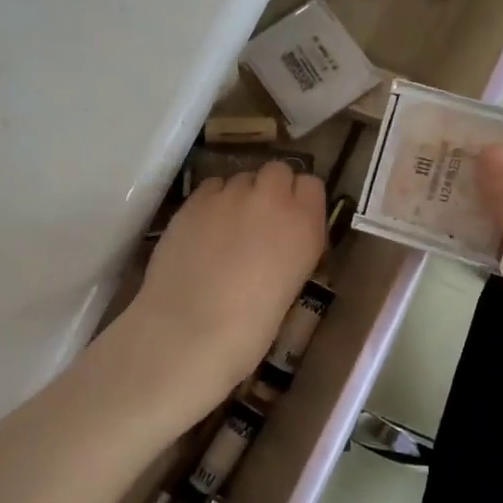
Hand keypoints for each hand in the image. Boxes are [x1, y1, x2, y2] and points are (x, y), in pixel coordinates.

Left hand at [128, 161, 326, 412]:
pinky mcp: (195, 200)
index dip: (300, 198)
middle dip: (271, 189)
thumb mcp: (290, 285)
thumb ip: (290, 249)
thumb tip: (278, 242)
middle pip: (277, 171)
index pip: (311, 185)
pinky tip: (202, 229)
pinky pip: (211, 187)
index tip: (291, 218)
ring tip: (226, 228)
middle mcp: (272, 200)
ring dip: (239, 196)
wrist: (191, 331)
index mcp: (305, 225)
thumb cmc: (250, 328)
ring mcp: (230, 195)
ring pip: (241, 178)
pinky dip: (211, 201)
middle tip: (259, 219)